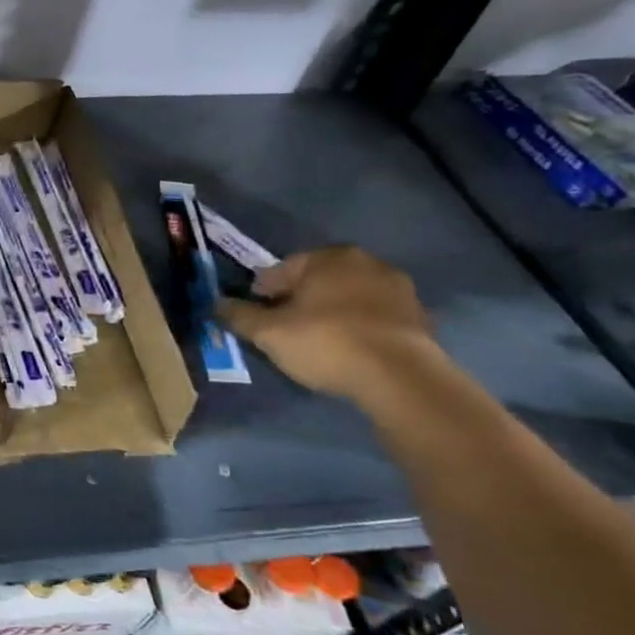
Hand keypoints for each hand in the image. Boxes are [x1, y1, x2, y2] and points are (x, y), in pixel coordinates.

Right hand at [215, 246, 440, 401]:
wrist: (400, 377)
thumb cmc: (325, 342)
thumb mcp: (268, 333)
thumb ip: (238, 315)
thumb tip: (215, 304)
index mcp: (326, 257)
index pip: (280, 271)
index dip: (261, 295)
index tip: (256, 318)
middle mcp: (364, 262)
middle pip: (316, 281)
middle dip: (299, 301)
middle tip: (284, 330)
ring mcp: (397, 288)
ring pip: (347, 297)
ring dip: (331, 312)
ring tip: (318, 342)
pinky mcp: (419, 316)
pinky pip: (374, 317)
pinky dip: (359, 327)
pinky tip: (349, 350)